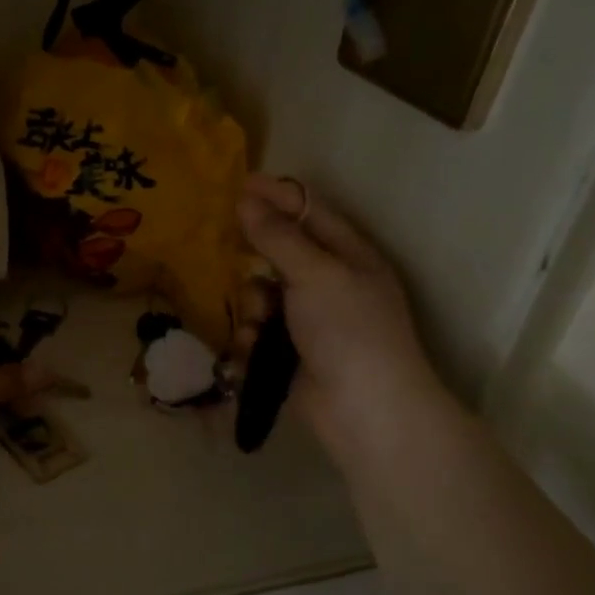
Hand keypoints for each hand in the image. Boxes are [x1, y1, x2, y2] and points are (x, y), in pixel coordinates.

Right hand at [236, 173, 447, 458]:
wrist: (365, 409)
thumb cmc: (348, 329)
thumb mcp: (315, 273)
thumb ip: (278, 237)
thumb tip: (247, 200)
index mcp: (350, 256)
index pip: (310, 212)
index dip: (277, 196)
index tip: (239, 185)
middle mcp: (331, 282)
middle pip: (281, 252)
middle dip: (257, 255)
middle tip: (229, 247)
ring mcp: (311, 320)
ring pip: (264, 294)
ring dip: (253, 304)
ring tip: (259, 322)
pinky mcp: (292, 352)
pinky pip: (260, 330)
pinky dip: (253, 337)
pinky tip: (253, 348)